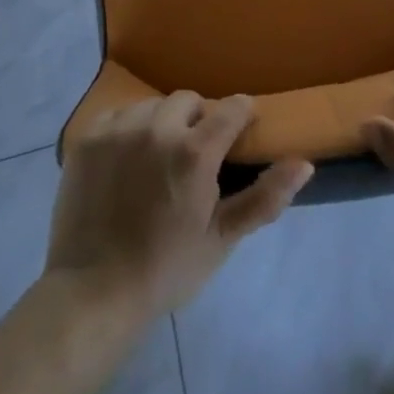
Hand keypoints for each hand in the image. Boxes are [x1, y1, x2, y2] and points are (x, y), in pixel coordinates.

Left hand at [46, 92, 312, 320]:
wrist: (95, 293)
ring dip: (162, 122)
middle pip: (189, 101)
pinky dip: (127, 128)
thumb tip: (305, 164)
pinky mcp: (88, 138)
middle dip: (198, 120)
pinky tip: (126, 158)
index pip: (232, 108)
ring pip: (152, 105)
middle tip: (194, 155)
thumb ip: (265, 198)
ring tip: (157, 157)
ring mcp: (119, 130)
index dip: (241, 115)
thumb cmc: (167, 268)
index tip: (241, 130)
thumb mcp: (222, 238)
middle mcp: (157, 128)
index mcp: (194, 152)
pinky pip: (118, 114)